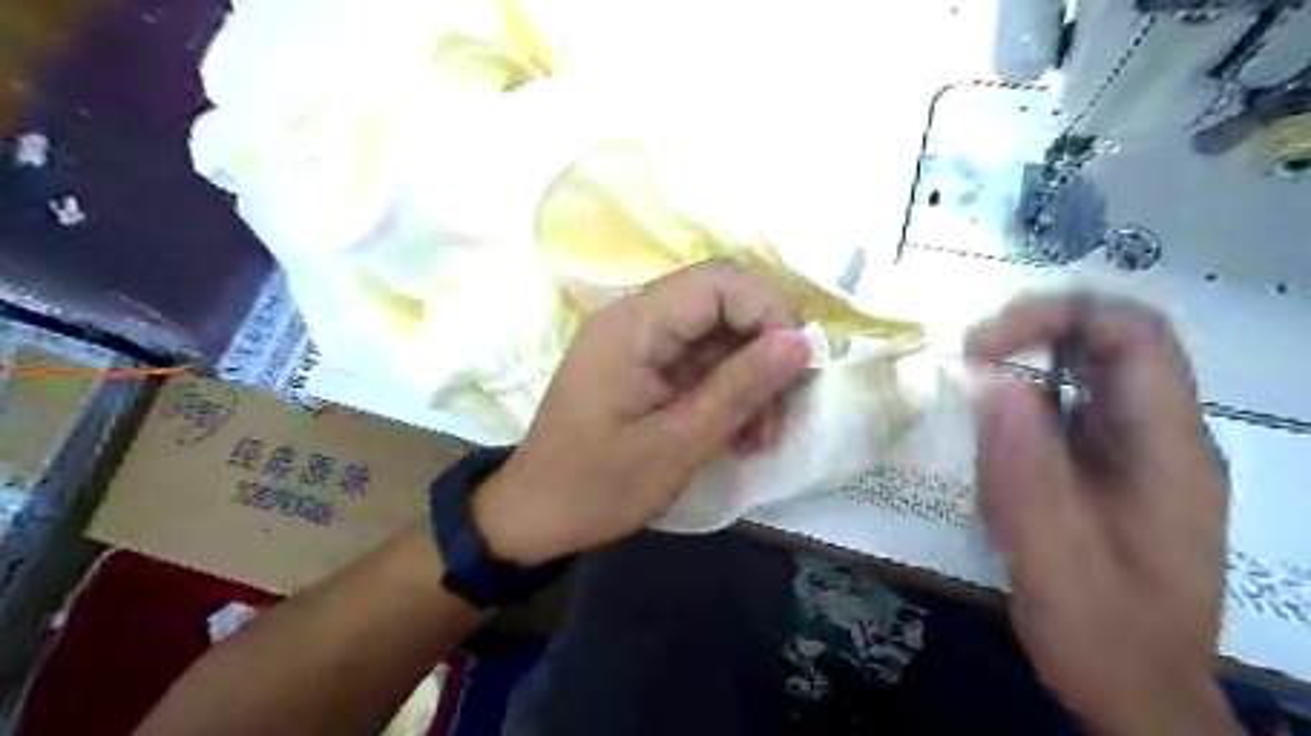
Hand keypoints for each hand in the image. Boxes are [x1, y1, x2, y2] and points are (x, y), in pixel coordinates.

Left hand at [472, 263, 811, 565]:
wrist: (535, 516)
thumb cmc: (597, 486)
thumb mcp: (677, 444)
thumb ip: (739, 388)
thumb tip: (801, 342)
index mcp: (633, 326)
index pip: (718, 282)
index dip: (769, 312)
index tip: (797, 366)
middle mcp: (635, 319)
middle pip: (722, 304)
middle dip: (763, 351)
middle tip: (782, 408)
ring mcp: (639, 343)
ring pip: (718, 336)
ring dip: (750, 379)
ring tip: (761, 437)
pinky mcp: (644, 368)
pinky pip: (700, 362)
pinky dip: (727, 392)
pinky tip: (740, 435)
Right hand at [961, 294, 1241, 734]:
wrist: (1136, 692)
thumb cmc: (1100, 633)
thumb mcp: (1051, 555)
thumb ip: (1022, 467)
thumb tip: (991, 382)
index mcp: (1167, 450)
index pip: (1133, 336)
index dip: (1055, 316)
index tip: (981, 348)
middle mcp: (1163, 436)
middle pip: (1110, 342)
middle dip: (1033, 335)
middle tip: (969, 361)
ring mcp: (1139, 450)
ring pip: (1084, 373)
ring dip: (1024, 374)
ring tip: (977, 413)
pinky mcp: (1112, 465)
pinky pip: (1068, 410)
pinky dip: (1023, 411)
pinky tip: (998, 453)